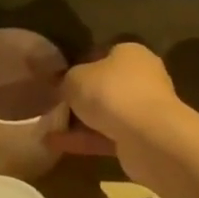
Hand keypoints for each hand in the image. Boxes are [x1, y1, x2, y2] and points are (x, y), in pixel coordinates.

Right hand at [47, 43, 186, 188]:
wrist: (148, 137)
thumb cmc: (111, 92)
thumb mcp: (75, 78)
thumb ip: (67, 80)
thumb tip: (64, 86)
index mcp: (131, 53)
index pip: (103, 54)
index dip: (80, 64)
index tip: (60, 78)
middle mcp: (143, 78)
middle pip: (107, 85)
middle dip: (83, 96)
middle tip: (56, 103)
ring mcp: (145, 110)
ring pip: (108, 114)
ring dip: (82, 121)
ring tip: (50, 127)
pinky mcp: (143, 139)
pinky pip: (108, 137)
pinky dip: (85, 140)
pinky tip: (57, 144)